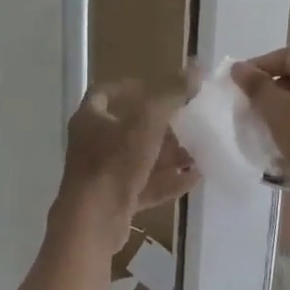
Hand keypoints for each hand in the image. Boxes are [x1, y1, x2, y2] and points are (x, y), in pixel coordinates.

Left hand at [56, 81, 196, 252]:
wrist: (93, 222)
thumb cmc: (114, 163)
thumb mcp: (147, 122)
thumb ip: (172, 94)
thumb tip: (196, 67)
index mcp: (90, 119)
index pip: (105, 93)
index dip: (130, 87)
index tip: (157, 87)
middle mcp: (93, 144)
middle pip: (128, 128)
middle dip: (161, 125)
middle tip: (188, 122)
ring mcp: (103, 174)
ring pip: (139, 158)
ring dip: (168, 155)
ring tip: (199, 152)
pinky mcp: (115, 200)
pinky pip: (145, 185)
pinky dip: (167, 181)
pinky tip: (194, 179)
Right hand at [231, 49, 289, 217]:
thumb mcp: (282, 115)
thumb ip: (258, 88)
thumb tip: (238, 67)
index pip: (289, 58)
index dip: (259, 67)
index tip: (237, 82)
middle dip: (272, 89)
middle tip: (248, 105)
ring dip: (285, 106)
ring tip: (262, 122)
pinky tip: (285, 136)